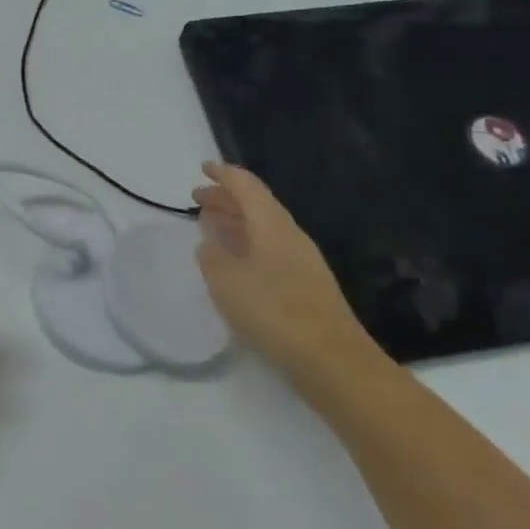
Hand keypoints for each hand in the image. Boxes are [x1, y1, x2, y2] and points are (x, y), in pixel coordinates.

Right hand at [192, 162, 384, 386]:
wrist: (332, 361)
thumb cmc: (274, 311)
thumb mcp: (227, 281)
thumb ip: (212, 255)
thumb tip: (210, 241)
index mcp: (272, 225)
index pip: (246, 186)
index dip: (223, 174)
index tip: (203, 167)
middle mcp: (289, 235)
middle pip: (256, 205)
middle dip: (225, 198)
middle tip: (197, 198)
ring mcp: (300, 261)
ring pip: (262, 228)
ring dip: (235, 222)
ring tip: (210, 225)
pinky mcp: (304, 286)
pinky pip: (268, 250)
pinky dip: (245, 245)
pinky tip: (233, 262)